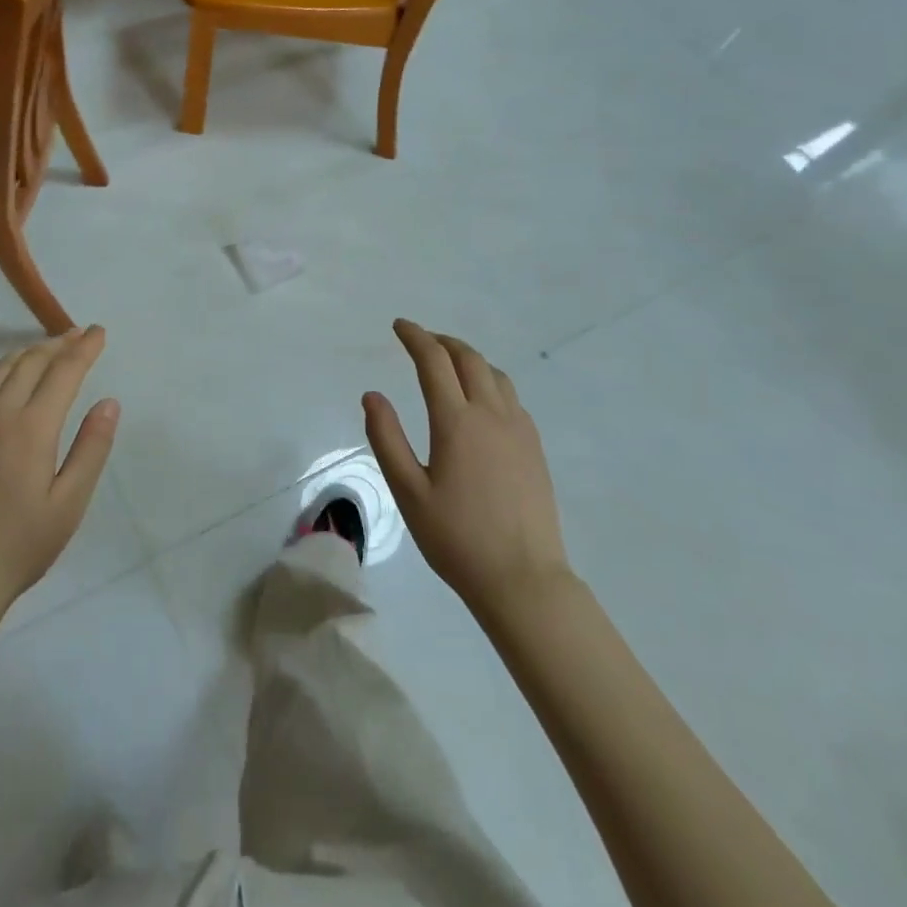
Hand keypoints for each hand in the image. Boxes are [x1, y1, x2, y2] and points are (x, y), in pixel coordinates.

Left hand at [0, 327, 120, 616]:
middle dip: (58, 345)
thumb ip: (91, 448)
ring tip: (46, 349)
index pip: (63, 372)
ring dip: (27, 353)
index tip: (99, 332)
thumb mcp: (70, 502)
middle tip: (78, 335)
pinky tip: (3, 377)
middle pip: (30, 363)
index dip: (84, 348)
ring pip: (0, 371)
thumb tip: (108, 403)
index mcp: (32, 428)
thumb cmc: (21, 543)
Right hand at [362, 320, 569, 610]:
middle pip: (468, 359)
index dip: (415, 337)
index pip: (433, 361)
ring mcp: (519, 430)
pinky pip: (511, 396)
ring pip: (494, 374)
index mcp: (456, 422)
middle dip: (442, 341)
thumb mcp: (408, 491)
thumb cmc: (456, 539)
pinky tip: (480, 399)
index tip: (399, 326)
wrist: (523, 580)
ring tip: (448, 363)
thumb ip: (386, 438)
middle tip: (420, 340)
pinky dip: (489, 380)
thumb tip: (372, 395)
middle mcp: (491, 415)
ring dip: (468, 358)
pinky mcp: (534, 447)